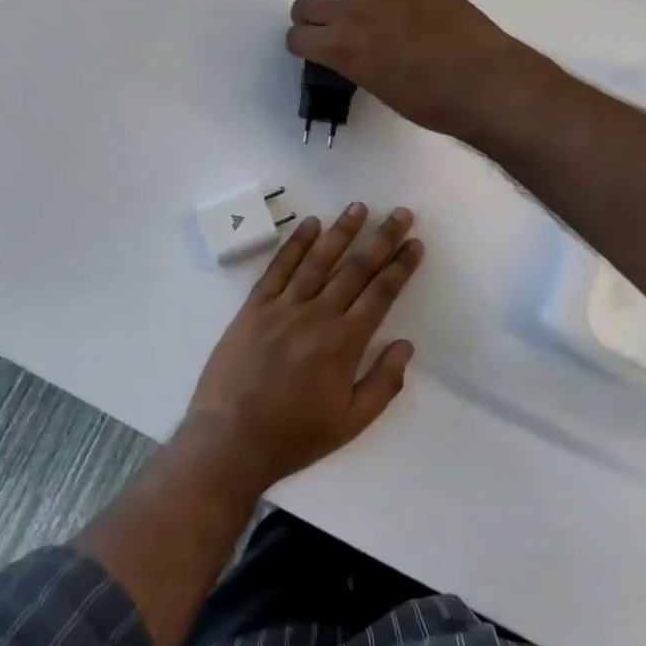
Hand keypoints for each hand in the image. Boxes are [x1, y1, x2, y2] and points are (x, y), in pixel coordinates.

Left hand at [180, 203, 422, 494]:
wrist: (231, 438)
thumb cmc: (294, 435)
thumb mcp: (351, 422)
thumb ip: (383, 383)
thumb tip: (405, 344)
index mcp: (344, 343)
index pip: (380, 293)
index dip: (400, 266)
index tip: (414, 243)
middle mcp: (317, 315)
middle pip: (355, 268)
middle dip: (381, 238)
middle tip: (399, 213)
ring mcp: (283, 306)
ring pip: (318, 260)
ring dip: (341, 231)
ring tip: (358, 207)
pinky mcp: (254, 306)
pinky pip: (278, 267)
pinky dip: (295, 244)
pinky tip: (309, 224)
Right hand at [287, 0, 532, 142]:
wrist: (482, 84)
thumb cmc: (432, 103)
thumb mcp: (380, 90)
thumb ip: (357, 66)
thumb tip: (356, 54)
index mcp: (341, 50)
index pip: (298, 38)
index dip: (301, 43)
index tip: (311, 47)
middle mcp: (353, 13)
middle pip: (309, 2)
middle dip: (310, 15)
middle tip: (325, 23)